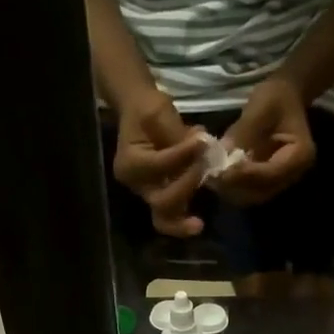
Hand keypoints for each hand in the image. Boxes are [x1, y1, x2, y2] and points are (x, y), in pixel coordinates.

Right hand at [112, 90, 207, 236]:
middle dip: (185, 187)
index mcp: (129, 163)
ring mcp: (147, 193)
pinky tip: (196, 223)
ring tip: (198, 224)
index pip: (159, 165)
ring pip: (163, 218)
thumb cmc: (146, 109)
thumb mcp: (159, 111)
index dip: (182, 155)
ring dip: (182, 220)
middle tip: (204, 169)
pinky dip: (183, 219)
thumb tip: (202, 147)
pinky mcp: (158, 196)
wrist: (137, 113)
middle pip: (160, 201)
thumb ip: (177, 133)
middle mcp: (136, 184)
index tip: (203, 140)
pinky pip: (171, 215)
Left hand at [215, 76, 316, 206]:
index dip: (245, 175)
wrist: (284, 98)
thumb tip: (223, 152)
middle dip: (236, 185)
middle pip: (261, 191)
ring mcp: (281, 182)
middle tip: (212, 175)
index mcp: (301, 156)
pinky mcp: (268, 183)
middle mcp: (293, 175)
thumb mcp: (262, 106)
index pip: (270, 174)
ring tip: (212, 176)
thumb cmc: (276, 97)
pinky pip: (248, 192)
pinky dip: (232, 187)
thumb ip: (244, 131)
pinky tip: (217, 176)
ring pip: (252, 196)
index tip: (222, 170)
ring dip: (231, 189)